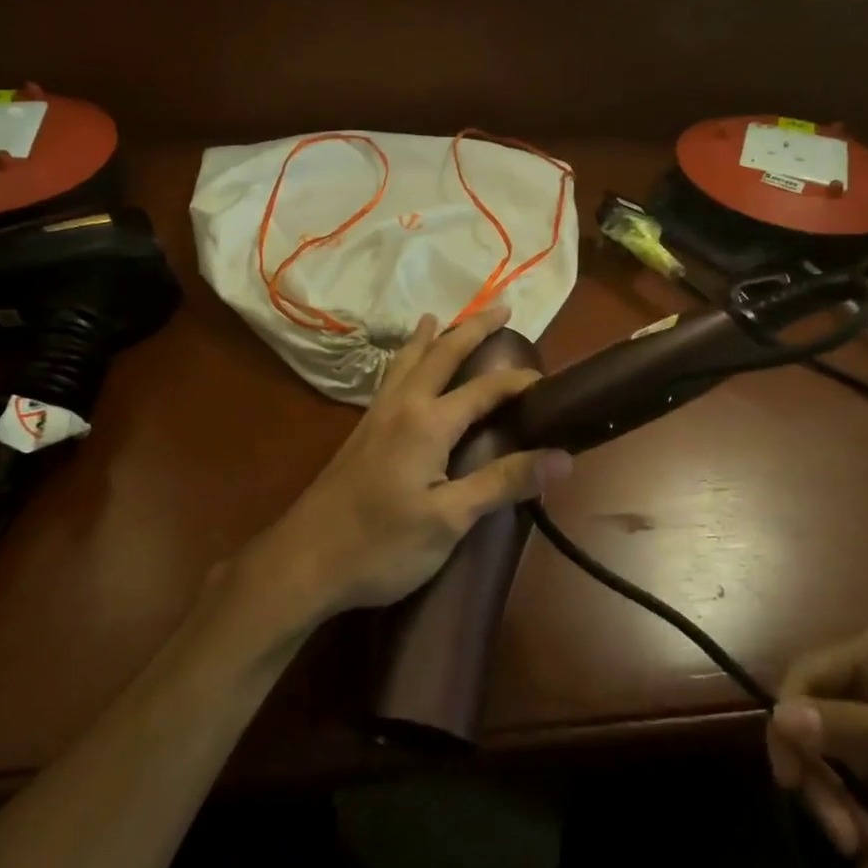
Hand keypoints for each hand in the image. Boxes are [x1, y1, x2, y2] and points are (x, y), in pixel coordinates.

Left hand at [242, 304, 572, 625]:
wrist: (304, 560)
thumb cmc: (382, 545)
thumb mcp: (450, 519)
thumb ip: (503, 483)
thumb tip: (562, 457)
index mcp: (428, 422)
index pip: (485, 389)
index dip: (519, 381)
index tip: (549, 381)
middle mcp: (402, 406)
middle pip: (441, 354)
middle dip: (472, 328)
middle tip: (501, 307)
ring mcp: (376, 417)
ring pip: (407, 361)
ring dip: (430, 337)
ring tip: (438, 317)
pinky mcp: (361, 432)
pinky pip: (390, 378)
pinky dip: (405, 359)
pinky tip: (403, 371)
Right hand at [767, 622, 867, 867]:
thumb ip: (857, 728)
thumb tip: (777, 719)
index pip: (806, 678)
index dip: (788, 723)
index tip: (790, 780)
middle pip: (817, 729)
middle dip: (827, 785)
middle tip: (847, 840)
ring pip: (839, 769)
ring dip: (854, 816)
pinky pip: (866, 799)